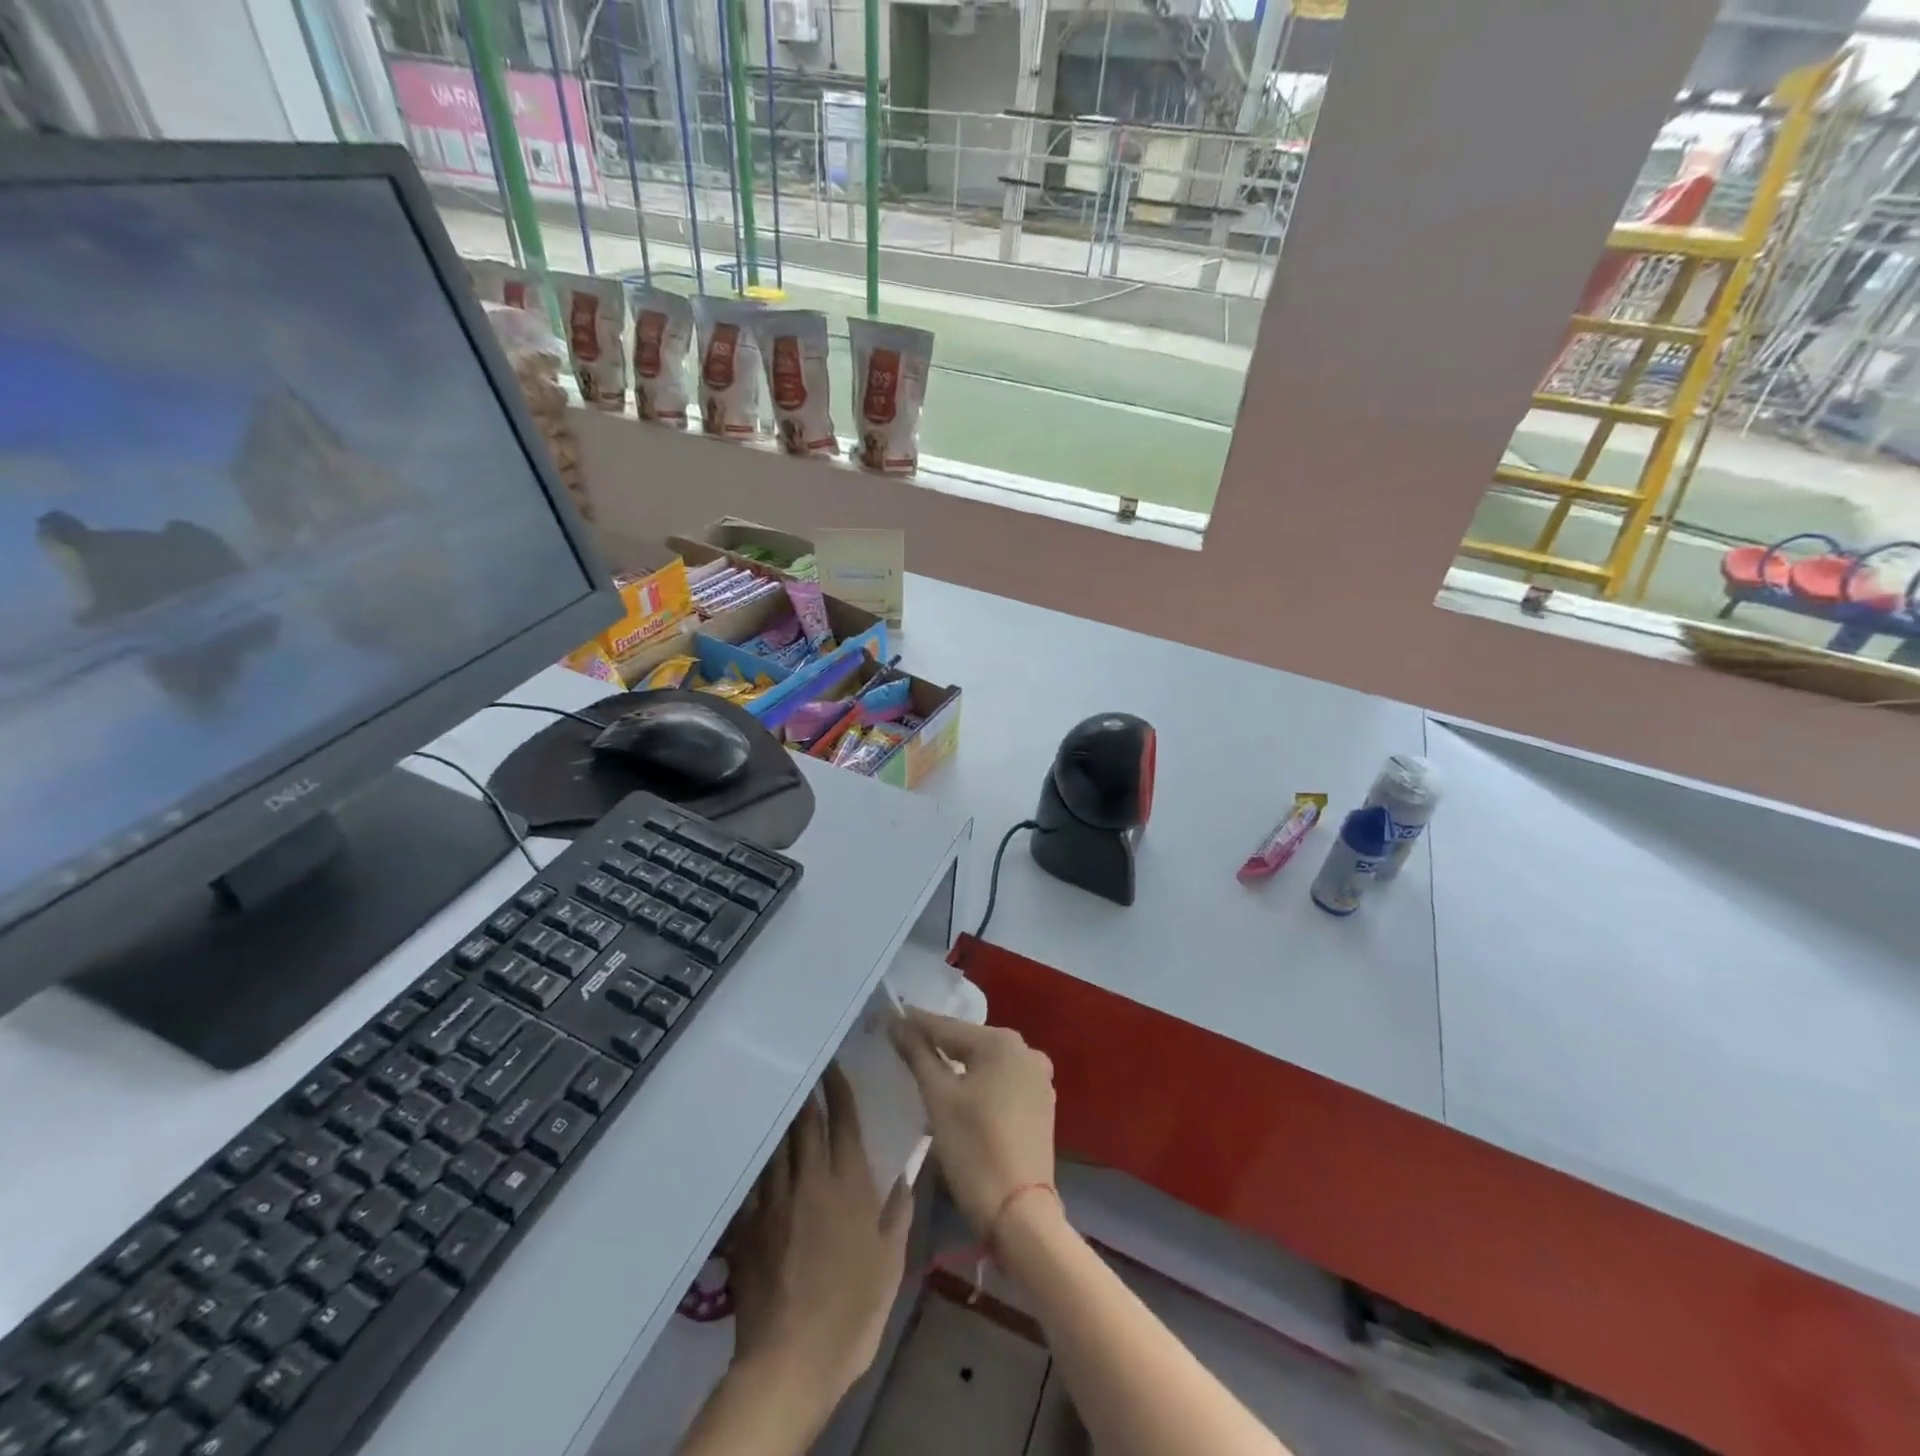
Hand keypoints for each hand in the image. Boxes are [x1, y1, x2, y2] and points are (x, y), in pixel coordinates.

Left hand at [726, 1063, 912, 1400]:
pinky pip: (755, 1180)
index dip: (837, 1089)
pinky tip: (758, 1153)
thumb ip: (898, 1211)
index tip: (832, 1065)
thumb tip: (906, 1174)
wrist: (792, 1357)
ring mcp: (775, 1201)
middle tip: (805, 1069)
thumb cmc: (853, 1308)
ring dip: (783, 1120)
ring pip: (777, 1145)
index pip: (842, 1121)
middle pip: (805, 1124)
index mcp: (848, 1183)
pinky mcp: (749, 1225)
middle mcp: (810, 1180)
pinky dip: (760, 1161)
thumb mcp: (891, 1261)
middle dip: (807, 1094)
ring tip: (783, 1099)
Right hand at [893, 1010, 1056, 1235]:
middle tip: (904, 1043)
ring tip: (926, 1068)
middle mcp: (1026, 1051)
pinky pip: (1001, 1082)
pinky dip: (978, 1084)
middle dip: (937, 1044)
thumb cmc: (974, 1148)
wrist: (1020, 1213)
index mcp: (1002, 1042)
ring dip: (957, 1066)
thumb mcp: (938, 1099)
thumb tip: (897, 1022)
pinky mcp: (1041, 1104)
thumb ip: (918, 1055)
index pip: (948, 1027)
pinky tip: (959, 1094)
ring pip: (986, 1064)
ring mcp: (1038, 1078)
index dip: (916, 1023)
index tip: (891, 1016)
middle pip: (969, 1043)